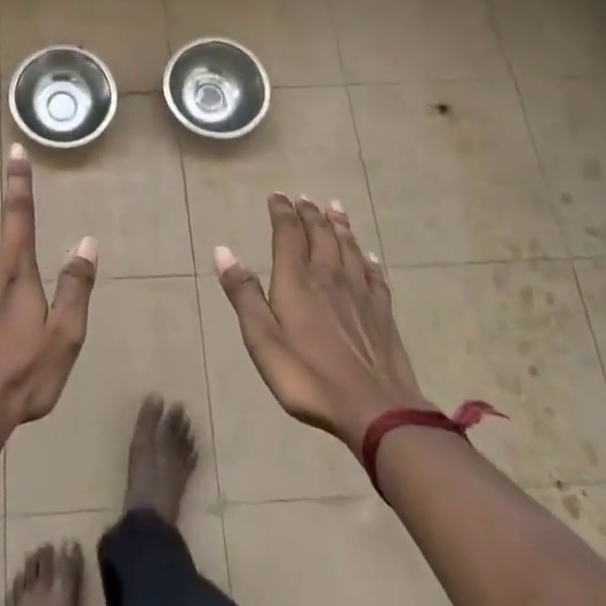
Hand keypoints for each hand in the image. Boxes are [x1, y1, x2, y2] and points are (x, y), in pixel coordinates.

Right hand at [213, 194, 431, 452]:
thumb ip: (244, 294)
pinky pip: (374, 275)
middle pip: (321, 235)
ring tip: (335, 207)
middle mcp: (329, 277)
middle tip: (304, 197)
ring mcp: (360, 294)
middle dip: (310, 213)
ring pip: (348, 248)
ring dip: (339, 225)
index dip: (282, 212)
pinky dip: (368, 259)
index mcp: (297, 281)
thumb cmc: (308, 376)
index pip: (289, 234)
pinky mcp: (382, 313)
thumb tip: (222, 250)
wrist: (375, 410)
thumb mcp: (262, 339)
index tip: (277, 195)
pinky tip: (368, 255)